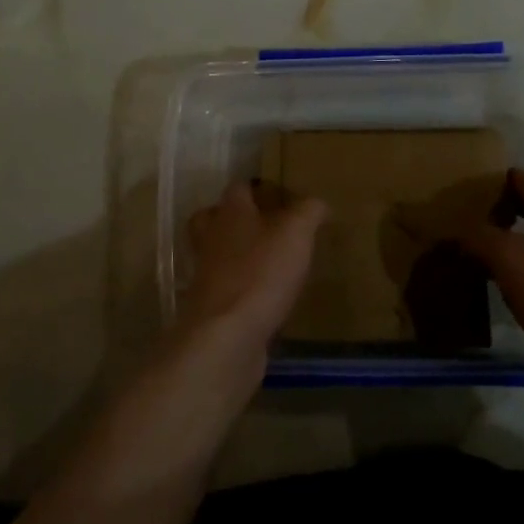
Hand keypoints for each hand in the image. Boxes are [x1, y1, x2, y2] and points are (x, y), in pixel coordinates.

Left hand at [178, 180, 323, 363]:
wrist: (227, 335)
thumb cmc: (261, 273)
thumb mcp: (296, 234)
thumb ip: (308, 212)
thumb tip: (318, 202)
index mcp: (230, 213)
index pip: (238, 188)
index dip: (258, 189)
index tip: (281, 197)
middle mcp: (211, 238)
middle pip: (212, 218)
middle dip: (233, 219)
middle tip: (262, 226)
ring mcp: (206, 274)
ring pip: (215, 253)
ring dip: (235, 255)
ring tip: (266, 262)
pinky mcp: (210, 307)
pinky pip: (224, 288)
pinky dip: (239, 289)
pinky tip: (263, 297)